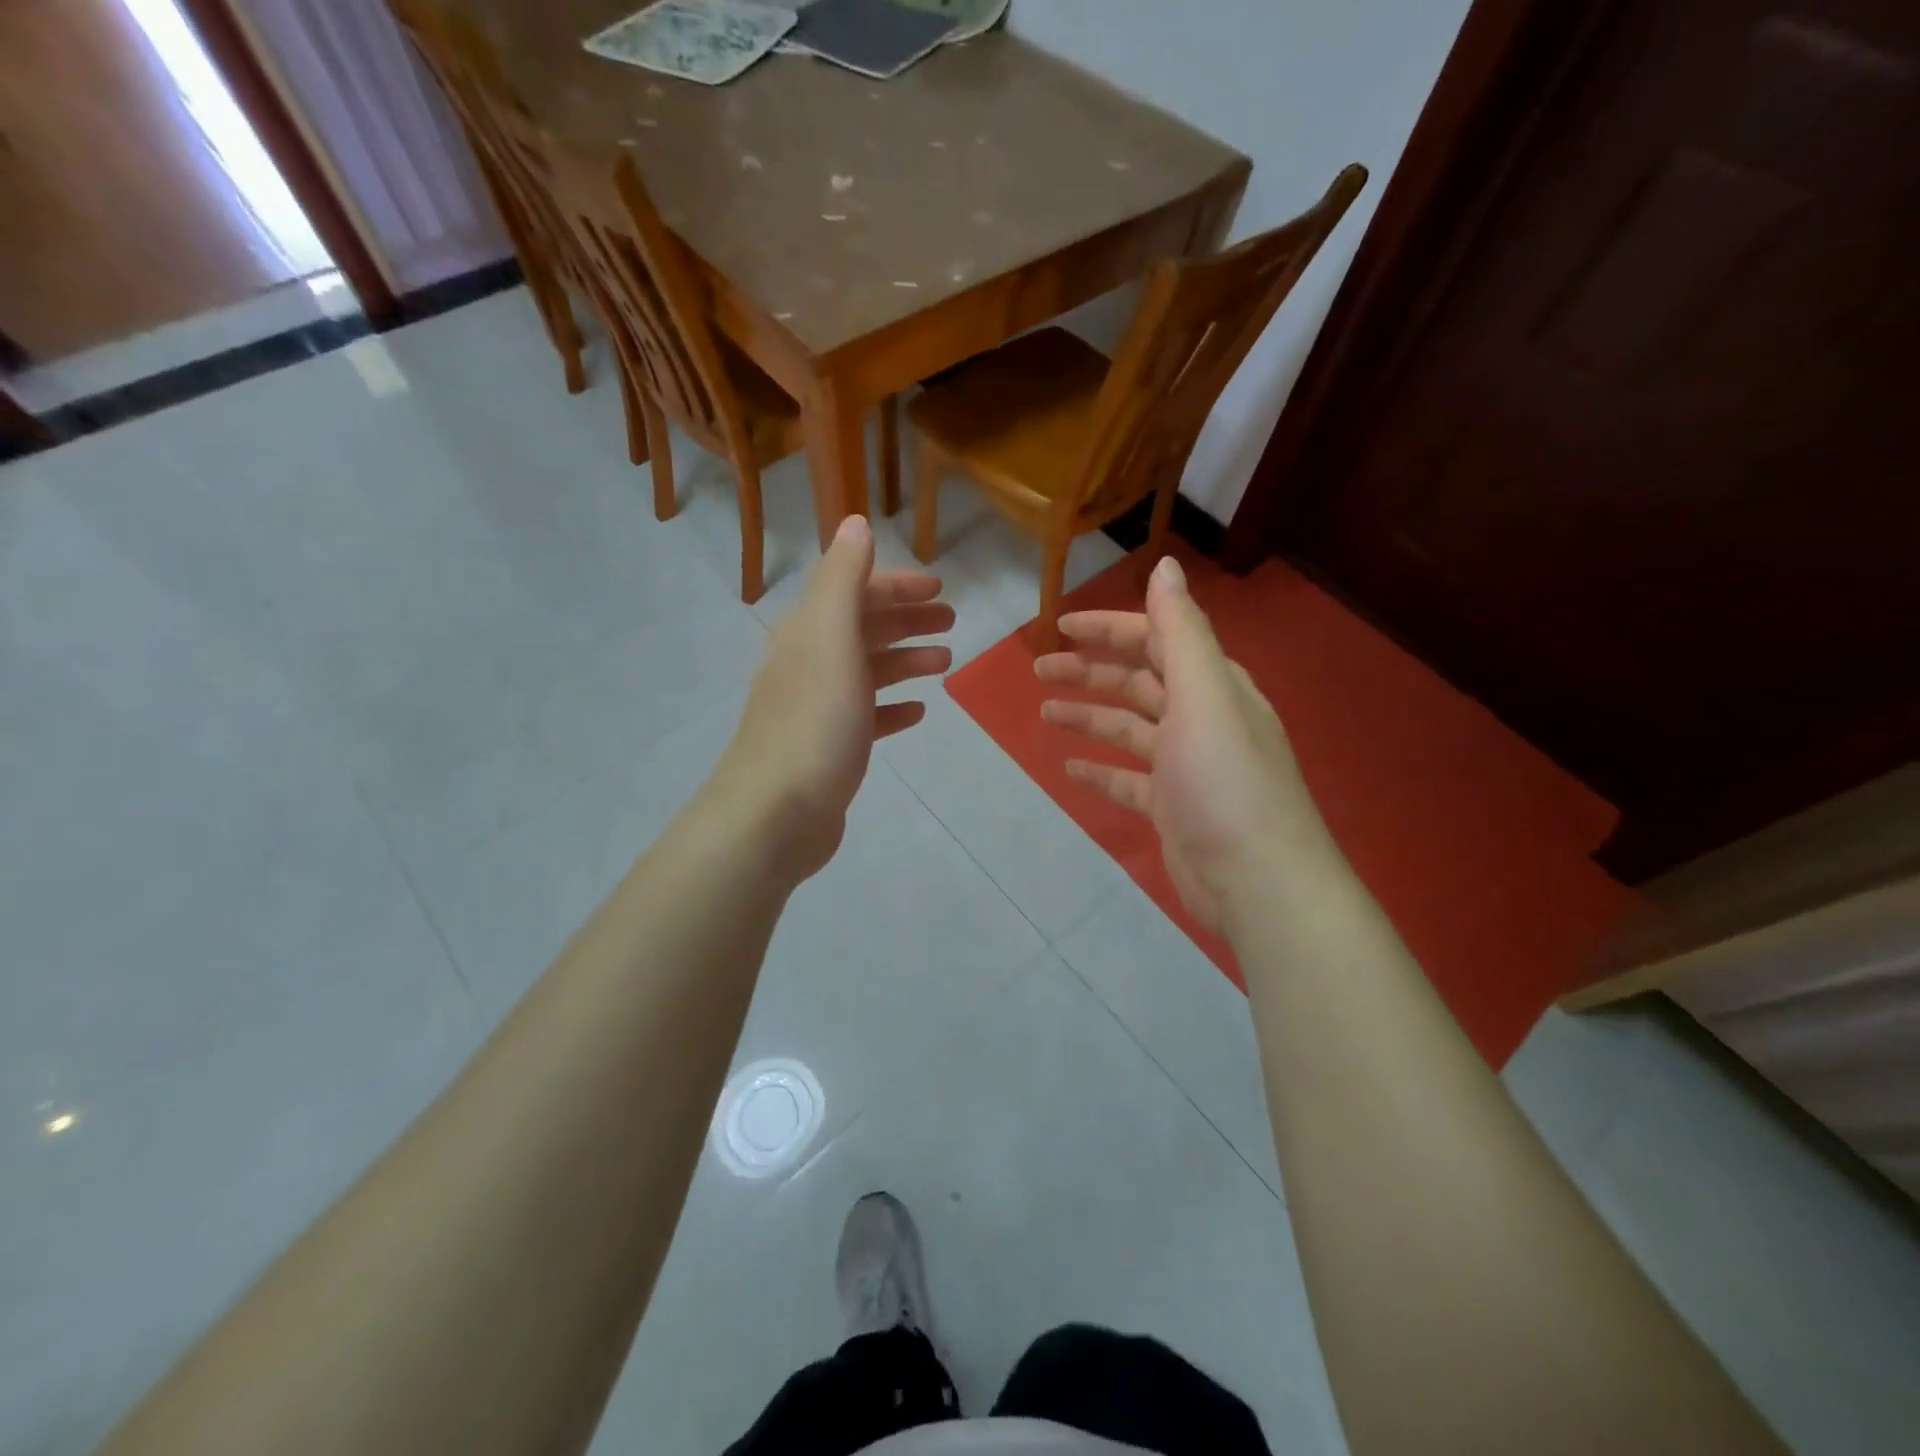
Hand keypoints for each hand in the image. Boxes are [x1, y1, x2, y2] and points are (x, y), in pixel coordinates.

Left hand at [716, 516, 952, 885]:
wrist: (775, 814)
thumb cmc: (813, 722)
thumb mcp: (831, 639)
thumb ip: (844, 579)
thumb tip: (856, 522)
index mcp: (809, 632)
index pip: (854, 591)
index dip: (896, 585)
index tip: (941, 588)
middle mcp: (810, 663)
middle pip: (863, 628)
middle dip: (907, 619)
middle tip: (952, 621)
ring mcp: (818, 709)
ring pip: (868, 671)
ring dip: (905, 660)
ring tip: (945, 663)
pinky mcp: (830, 749)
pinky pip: (867, 717)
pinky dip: (892, 708)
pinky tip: (918, 712)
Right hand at [1035, 556, 1327, 933]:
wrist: (1259, 881)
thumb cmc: (1225, 782)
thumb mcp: (1203, 696)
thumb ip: (1181, 631)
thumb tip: (1166, 565)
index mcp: (1212, 685)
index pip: (1156, 640)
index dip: (1109, 628)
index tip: (1060, 627)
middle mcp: (1201, 718)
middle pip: (1138, 682)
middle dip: (1090, 671)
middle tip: (1039, 668)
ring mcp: (1187, 766)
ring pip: (1129, 728)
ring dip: (1089, 716)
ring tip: (1044, 712)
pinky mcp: (1173, 808)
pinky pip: (1129, 779)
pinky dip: (1101, 769)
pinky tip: (1070, 769)